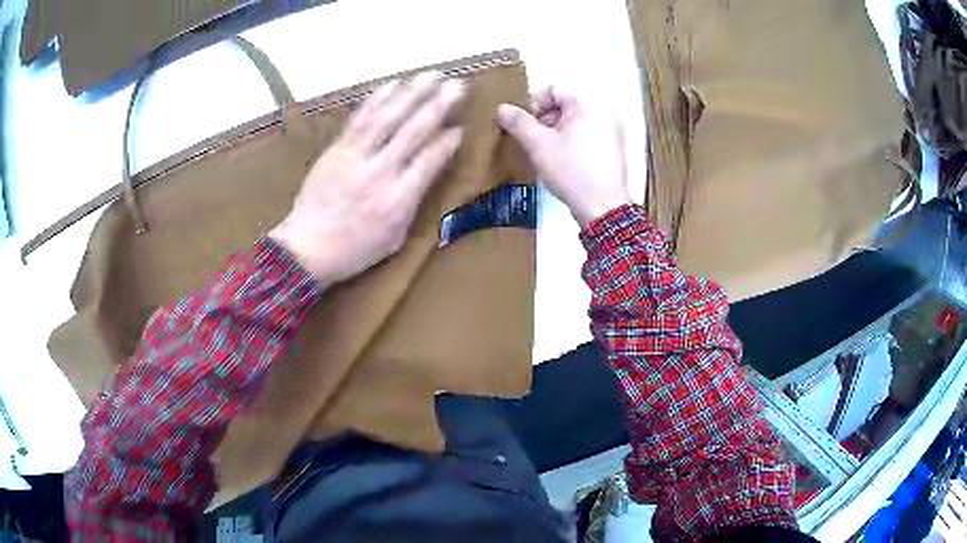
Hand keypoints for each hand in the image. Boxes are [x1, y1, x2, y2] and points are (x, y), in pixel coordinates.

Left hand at [269, 72, 464, 286]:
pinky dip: (378, 98)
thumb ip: (414, 201)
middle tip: (458, 85)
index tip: (461, 126)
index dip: (448, 140)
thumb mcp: (395, 237)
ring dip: (412, 93)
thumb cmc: (355, 249)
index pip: (430, 160)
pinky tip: (393, 84)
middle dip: (438, 105)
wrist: (306, 248)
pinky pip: (361, 118)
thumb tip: (431, 168)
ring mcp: (355, 156)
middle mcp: (380, 171)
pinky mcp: (337, 148)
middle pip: (413, 130)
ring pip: (388, 117)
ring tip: (431, 75)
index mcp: (398, 200)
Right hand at [497, 87, 630, 227]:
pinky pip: (587, 134)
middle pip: (565, 105)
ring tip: (543, 151)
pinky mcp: (614, 149)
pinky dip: (571, 140)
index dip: (533, 103)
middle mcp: (604, 112)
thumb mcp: (538, 145)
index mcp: (587, 104)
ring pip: (575, 121)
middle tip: (531, 139)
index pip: (553, 90)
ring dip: (555, 131)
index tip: (523, 124)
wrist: (602, 207)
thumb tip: (503, 108)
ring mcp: (612, 131)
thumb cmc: (570, 170)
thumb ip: (519, 123)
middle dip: (543, 119)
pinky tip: (561, 160)